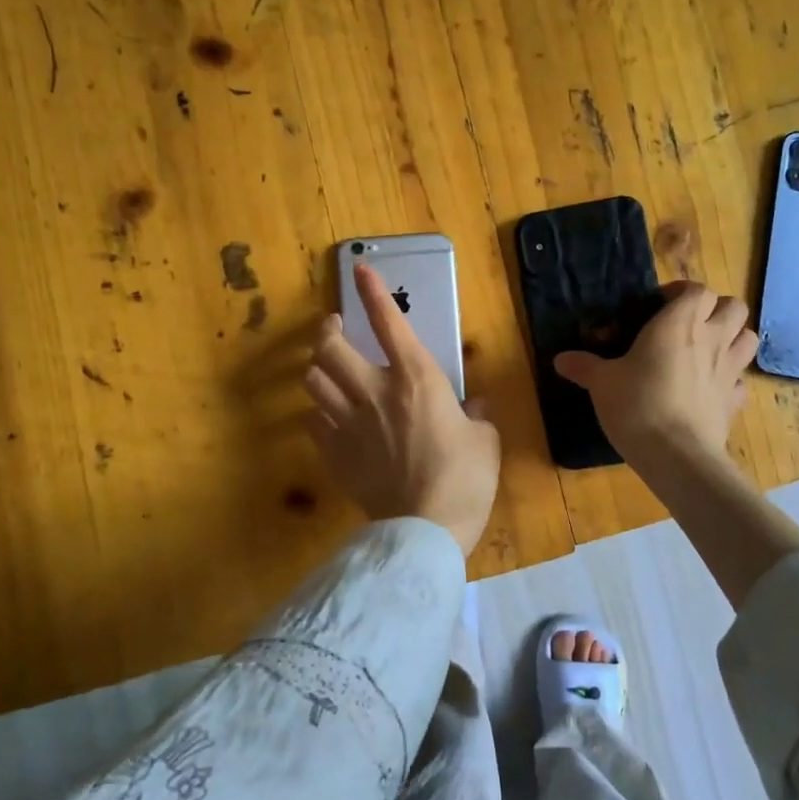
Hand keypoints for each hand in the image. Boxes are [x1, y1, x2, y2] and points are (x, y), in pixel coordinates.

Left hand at [304, 262, 501, 555]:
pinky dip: (320, 410)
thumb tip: (474, 407)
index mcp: (416, 378)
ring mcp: (348, 424)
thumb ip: (476, 416)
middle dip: (326, 329)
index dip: (372, 292)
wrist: (425, 529)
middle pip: (329, 347)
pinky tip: (331, 414)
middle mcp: (375, 392)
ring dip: (318, 367)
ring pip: (313, 380)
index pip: (388, 322)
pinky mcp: (334, 454)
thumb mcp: (485, 440)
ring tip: (329, 367)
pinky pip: (314, 420)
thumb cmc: (465, 479)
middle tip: (334, 327)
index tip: (360, 270)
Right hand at [554, 281, 757, 473]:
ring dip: (732, 337)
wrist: (676, 455)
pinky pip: (740, 381)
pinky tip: (710, 389)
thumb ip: (585, 366)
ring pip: (748, 338)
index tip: (659, 305)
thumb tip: (560, 359)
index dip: (681, 292)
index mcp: (679, 323)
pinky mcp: (734, 402)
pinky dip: (730, 379)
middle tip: (689, 324)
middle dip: (716, 309)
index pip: (697, 289)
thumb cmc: (637, 405)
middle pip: (734, 306)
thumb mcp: (602, 383)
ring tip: (707, 350)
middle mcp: (711, 339)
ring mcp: (729, 371)